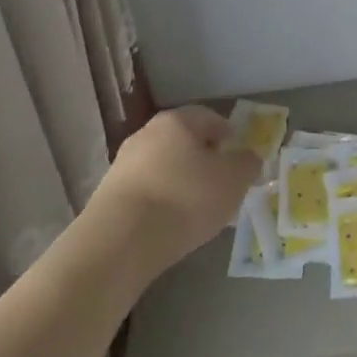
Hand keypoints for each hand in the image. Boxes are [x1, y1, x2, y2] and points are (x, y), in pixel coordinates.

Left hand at [86, 106, 260, 274]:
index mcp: (177, 121)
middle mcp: (146, 134)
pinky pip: (146, 190)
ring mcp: (123, 164)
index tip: (237, 151)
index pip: (208, 117)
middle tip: (221, 180)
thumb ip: (247, 164)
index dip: (226, 132)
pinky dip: (162, 199)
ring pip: (163, 165)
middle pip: (182, 140)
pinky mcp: (109, 195)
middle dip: (203, 157)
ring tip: (197, 207)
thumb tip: (248, 156)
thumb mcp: (233, 180)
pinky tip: (171, 222)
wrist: (121, 240)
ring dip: (181, 180)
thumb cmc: (186, 198)